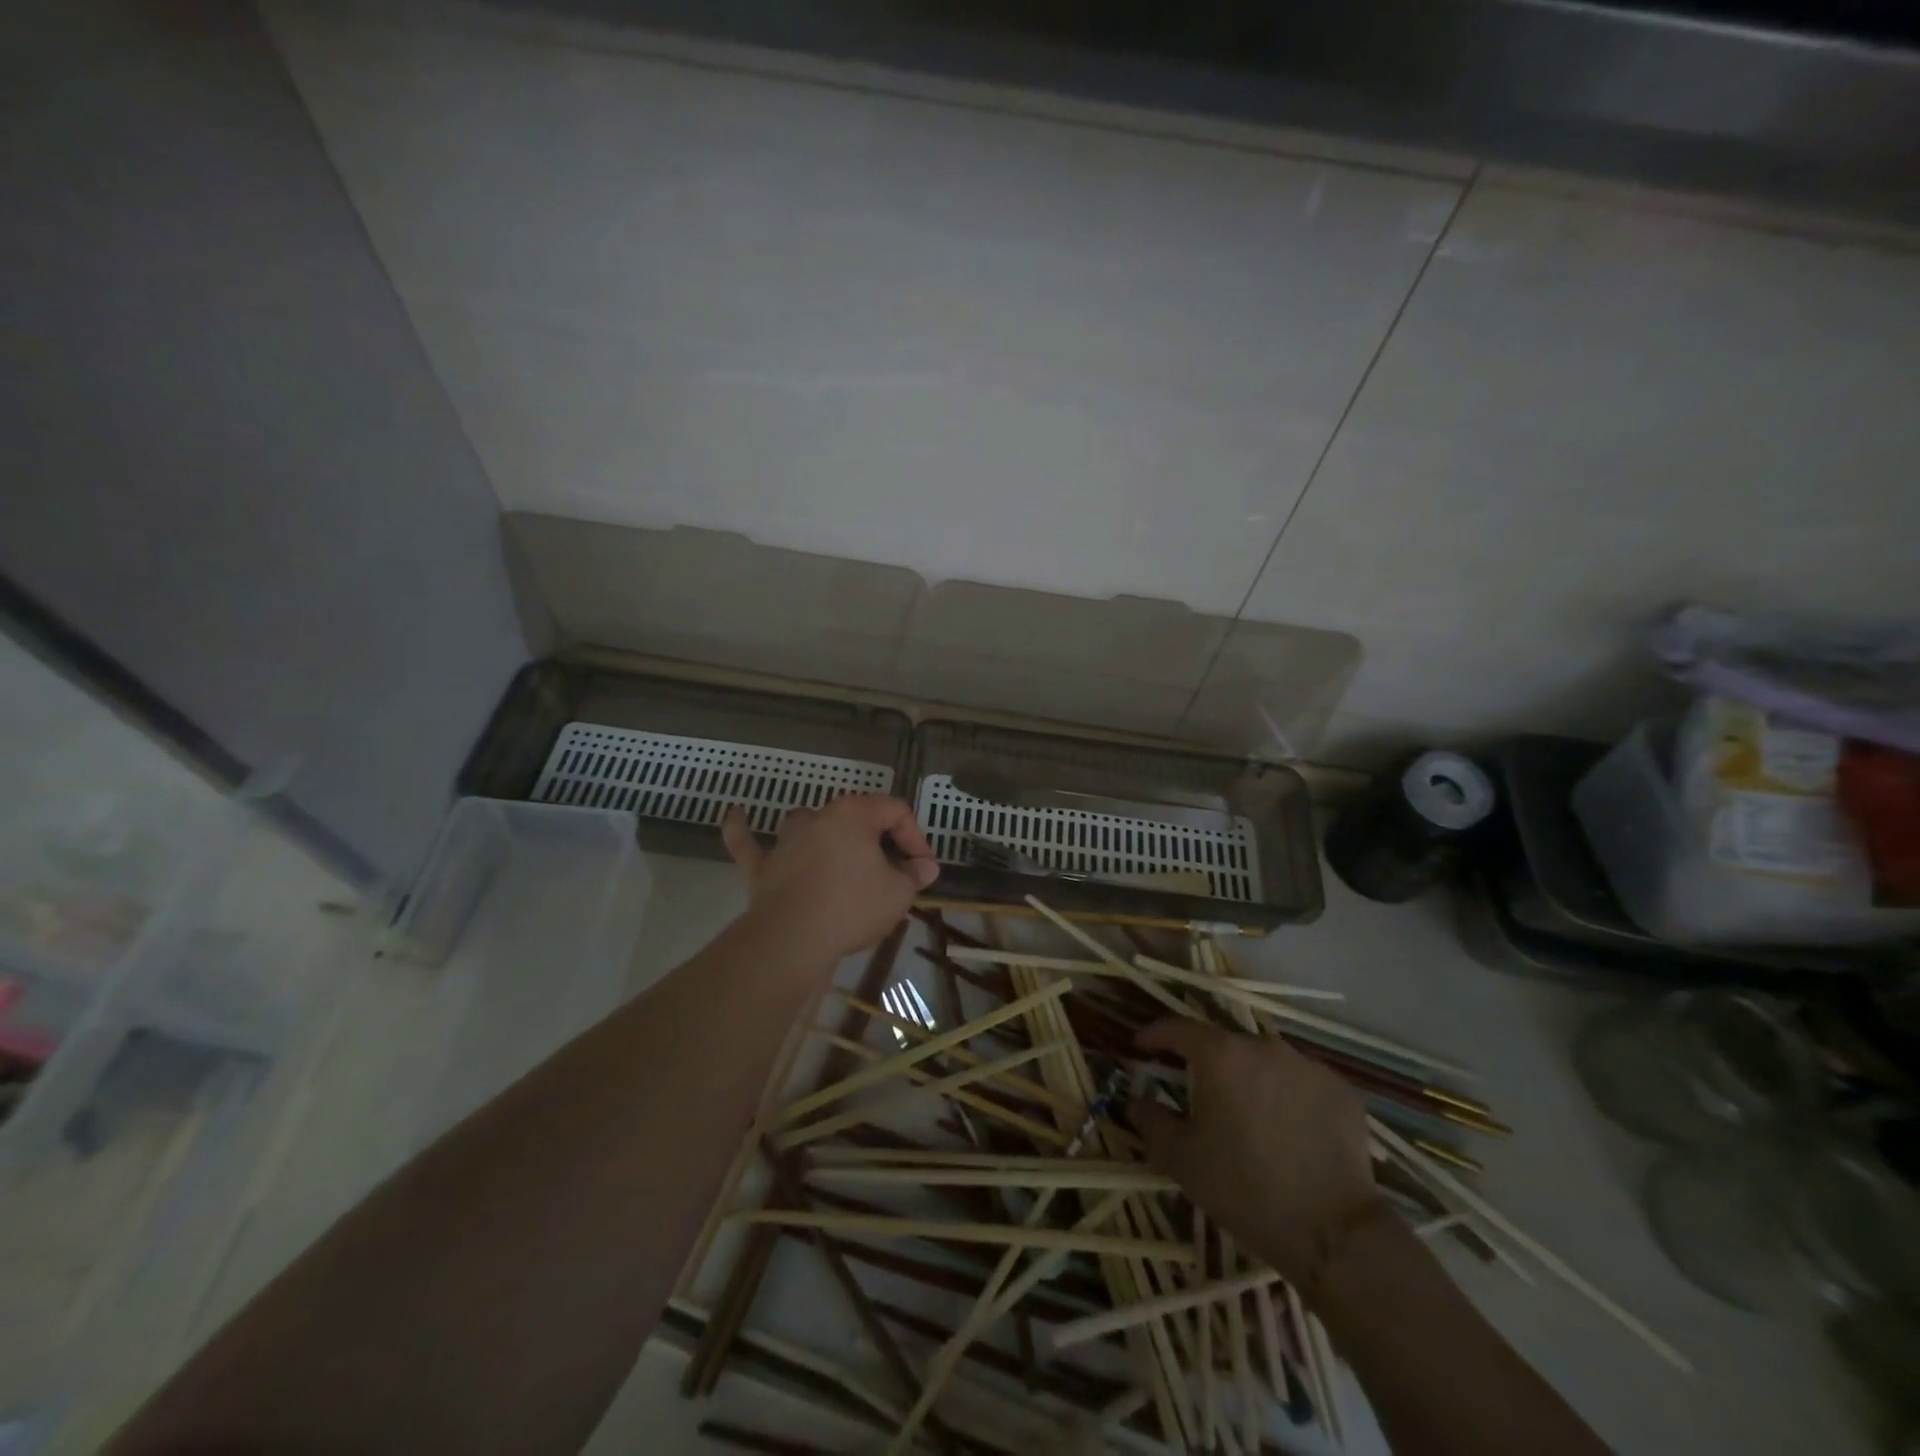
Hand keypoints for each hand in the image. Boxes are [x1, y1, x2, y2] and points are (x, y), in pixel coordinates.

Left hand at [721, 795, 939, 964]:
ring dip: (824, 832)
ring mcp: (785, 841)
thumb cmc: (852, 907)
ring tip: (839, 852)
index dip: (915, 837)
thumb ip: (914, 876)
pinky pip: (747, 841)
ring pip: (807, 823)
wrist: (793, 938)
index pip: (895, 810)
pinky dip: (741, 828)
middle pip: (854, 816)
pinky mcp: (760, 867)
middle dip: (877, 840)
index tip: (922, 868)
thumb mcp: (899, 894)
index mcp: (854, 814)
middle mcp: (818, 817)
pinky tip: (736, 814)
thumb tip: (925, 867)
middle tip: (893, 871)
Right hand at [1131, 1018, 1382, 1290]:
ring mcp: (1307, 1065)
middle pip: (1225, 1044)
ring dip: (1249, 1078)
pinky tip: (1288, 1128)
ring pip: (1265, 1061)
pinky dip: (1287, 1094)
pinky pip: (1301, 1081)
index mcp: (1221, 1056)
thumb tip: (1137, 1100)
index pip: (1178, 1029)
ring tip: (1247, 1114)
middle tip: (1199, 1093)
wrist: (1333, 1234)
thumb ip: (1151, 1121)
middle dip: (1206, 1063)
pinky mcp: (1340, 1089)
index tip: (1142, 1047)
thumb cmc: (1245, 1190)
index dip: (1155, 1035)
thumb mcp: (1181, 1160)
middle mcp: (1264, 1046)